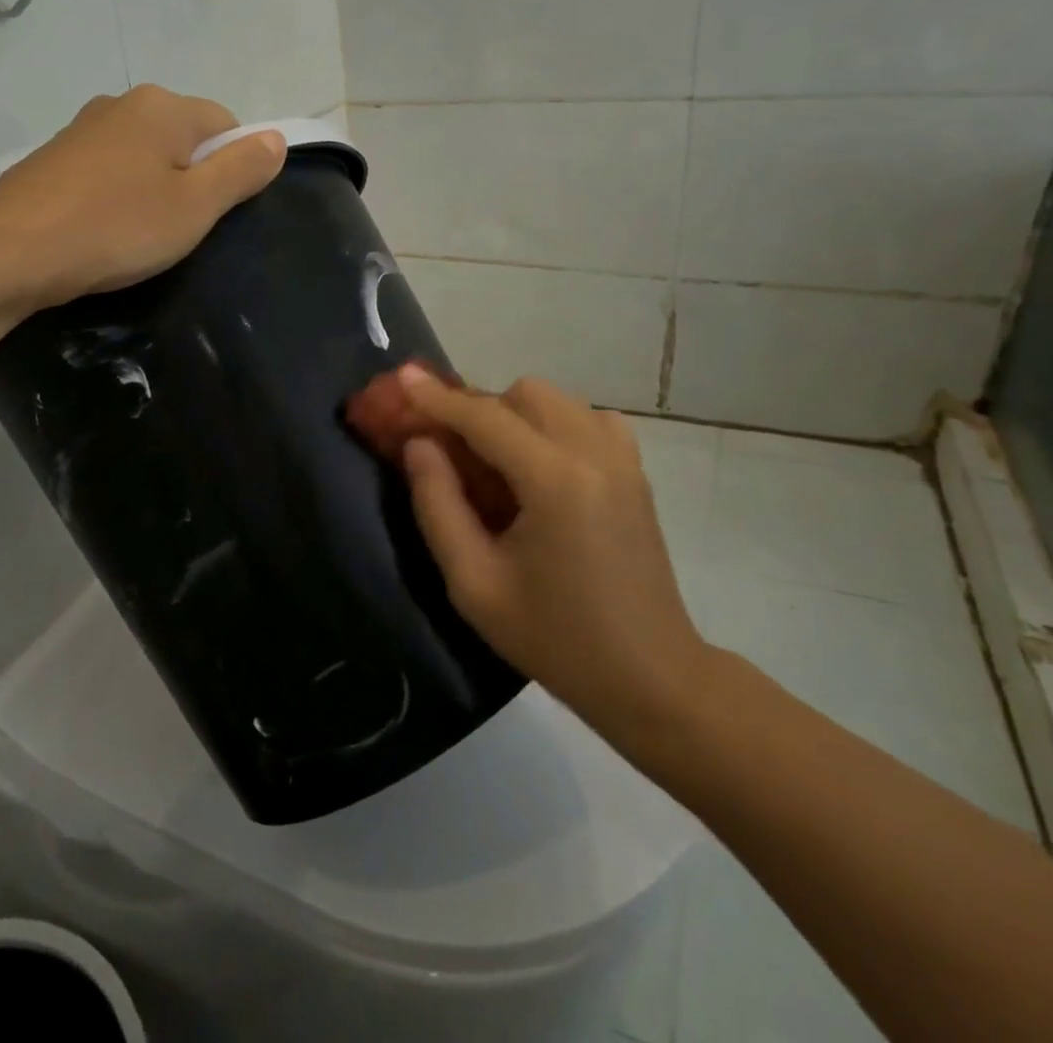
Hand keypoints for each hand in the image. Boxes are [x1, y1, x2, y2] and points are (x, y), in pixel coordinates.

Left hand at [0, 85, 286, 308]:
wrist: (12, 252)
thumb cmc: (117, 228)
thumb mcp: (196, 206)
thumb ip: (242, 170)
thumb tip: (277, 138)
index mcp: (164, 107)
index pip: (226, 125)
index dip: (234, 168)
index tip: (216, 212)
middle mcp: (123, 103)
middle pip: (184, 137)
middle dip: (193, 177)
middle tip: (181, 227)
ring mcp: (84, 127)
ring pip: (145, 153)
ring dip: (155, 186)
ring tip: (140, 233)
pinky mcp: (55, 155)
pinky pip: (109, 168)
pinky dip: (118, 193)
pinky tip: (105, 227)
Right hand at [393, 365, 713, 741]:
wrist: (650, 676)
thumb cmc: (555, 638)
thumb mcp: (474, 584)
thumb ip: (438, 506)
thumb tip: (420, 445)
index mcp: (554, 480)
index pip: (485, 418)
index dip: (437, 397)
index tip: (401, 377)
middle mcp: (593, 453)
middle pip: (524, 394)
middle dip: (478, 408)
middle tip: (449, 445)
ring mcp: (622, 459)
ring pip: (556, 399)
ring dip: (514, 413)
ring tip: (493, 458)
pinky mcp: (636, 472)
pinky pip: (587, 418)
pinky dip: (553, 423)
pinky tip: (540, 463)